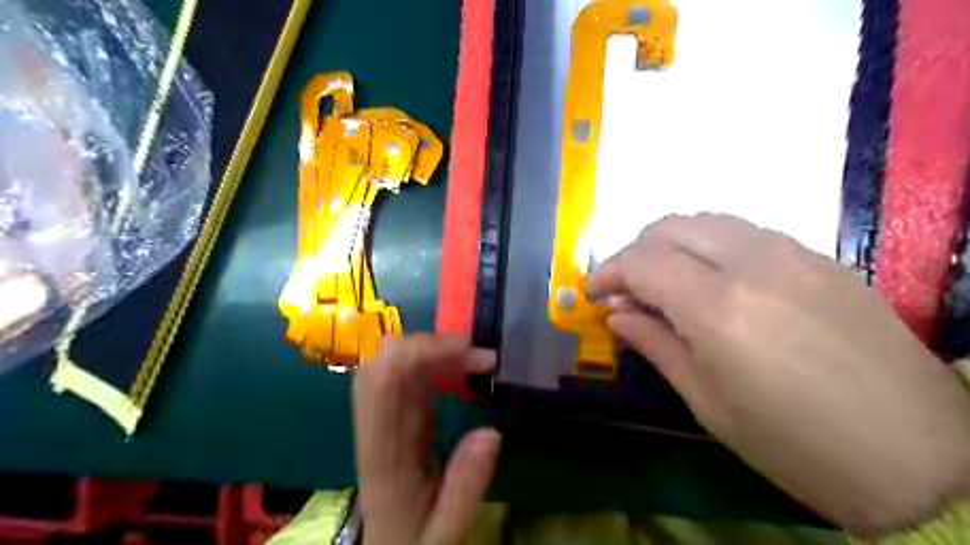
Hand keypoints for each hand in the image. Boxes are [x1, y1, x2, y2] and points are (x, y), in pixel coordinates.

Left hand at [352, 333, 498, 544]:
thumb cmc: (416, 538)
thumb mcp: (446, 527)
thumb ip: (466, 485)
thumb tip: (492, 432)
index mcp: (384, 451)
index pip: (384, 382)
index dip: (420, 353)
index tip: (471, 354)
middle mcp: (376, 424)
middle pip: (385, 360)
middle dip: (432, 344)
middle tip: (481, 358)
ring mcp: (382, 415)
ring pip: (394, 360)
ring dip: (435, 350)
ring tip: (478, 361)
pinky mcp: (394, 413)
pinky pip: (406, 373)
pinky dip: (434, 361)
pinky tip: (460, 367)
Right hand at [582, 214, 969, 535]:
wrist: (918, 456)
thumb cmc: (793, 444)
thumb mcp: (707, 402)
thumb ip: (655, 345)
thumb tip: (618, 315)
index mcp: (718, 308)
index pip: (642, 263)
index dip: (608, 273)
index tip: (594, 293)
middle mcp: (753, 264)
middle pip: (671, 226)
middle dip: (636, 251)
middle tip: (627, 289)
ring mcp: (793, 254)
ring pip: (708, 220)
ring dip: (672, 243)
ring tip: (665, 281)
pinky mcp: (821, 259)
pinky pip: (746, 233)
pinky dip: (711, 245)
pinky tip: (713, 280)